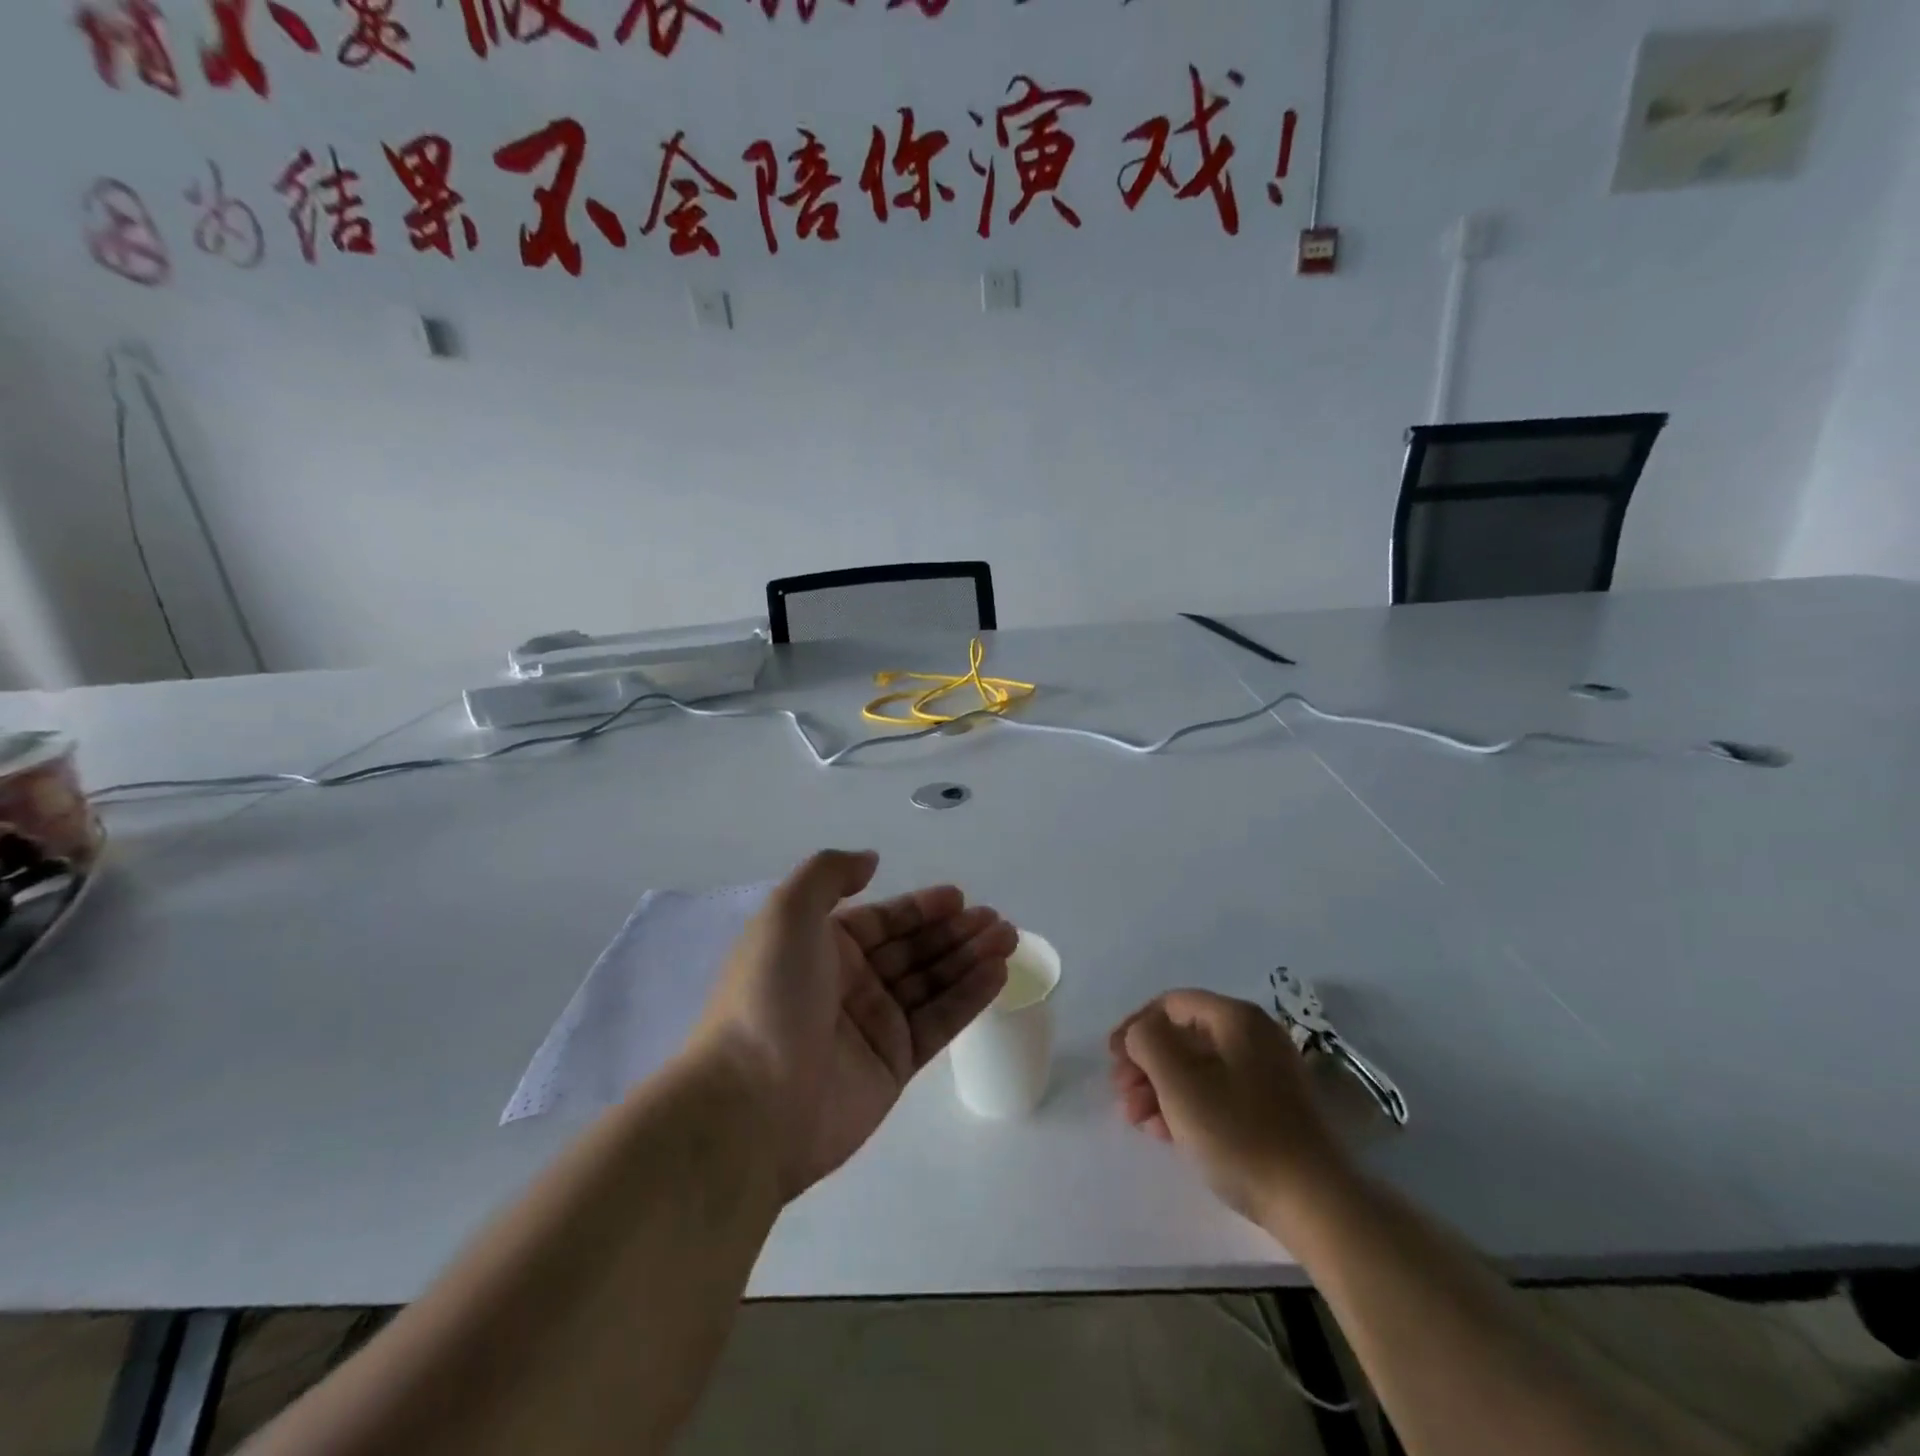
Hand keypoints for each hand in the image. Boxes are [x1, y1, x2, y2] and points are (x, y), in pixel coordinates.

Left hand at [694, 850, 1015, 1199]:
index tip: (959, 897)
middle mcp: (849, 983)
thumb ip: (828, 874)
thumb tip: (871, 861)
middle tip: (996, 920)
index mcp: (822, 948)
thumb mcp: (787, 913)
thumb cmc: (770, 996)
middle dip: (954, 932)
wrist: (752, 1104)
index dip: (920, 907)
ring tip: (1008, 938)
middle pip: (913, 950)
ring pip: (932, 983)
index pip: (882, 920)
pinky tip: (997, 973)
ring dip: (970, 958)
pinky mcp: (893, 1066)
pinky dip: (969, 997)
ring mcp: (872, 1026)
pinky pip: (939, 1022)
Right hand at [1109, 990, 1346, 1224]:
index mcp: (1236, 1018)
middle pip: (1184, 1036)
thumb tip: (1141, 1033)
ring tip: (1138, 1121)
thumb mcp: (1179, 1082)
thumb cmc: (1239, 1133)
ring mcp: (1268, 1074)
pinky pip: (1219, 1092)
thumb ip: (1148, 1041)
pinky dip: (1188, 1105)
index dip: (1135, 1027)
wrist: (1316, 1204)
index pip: (1171, 1004)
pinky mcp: (1274, 1110)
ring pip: (1199, 1068)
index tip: (1111, 1060)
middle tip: (1121, 1095)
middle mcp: (1255, 1036)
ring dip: (1161, 1088)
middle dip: (1146, 1063)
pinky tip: (1166, 1133)